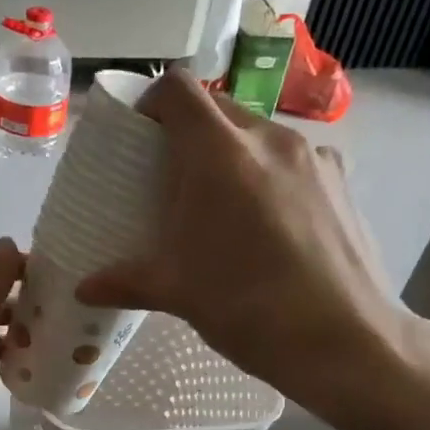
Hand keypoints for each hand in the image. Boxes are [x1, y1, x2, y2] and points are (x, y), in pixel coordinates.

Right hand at [76, 70, 408, 424]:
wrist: (345, 341)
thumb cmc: (246, 307)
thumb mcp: (175, 292)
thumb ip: (123, 281)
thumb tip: (83, 290)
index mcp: (218, 153)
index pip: (177, 89)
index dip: (152, 103)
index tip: (142, 138)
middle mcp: (268, 138)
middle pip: (218, 108)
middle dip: (190, 133)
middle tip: (175, 180)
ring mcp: (314, 156)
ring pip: (258, 135)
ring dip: (233, 156)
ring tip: (225, 208)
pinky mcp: (342, 181)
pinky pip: (294, 161)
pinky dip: (272, 177)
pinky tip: (272, 227)